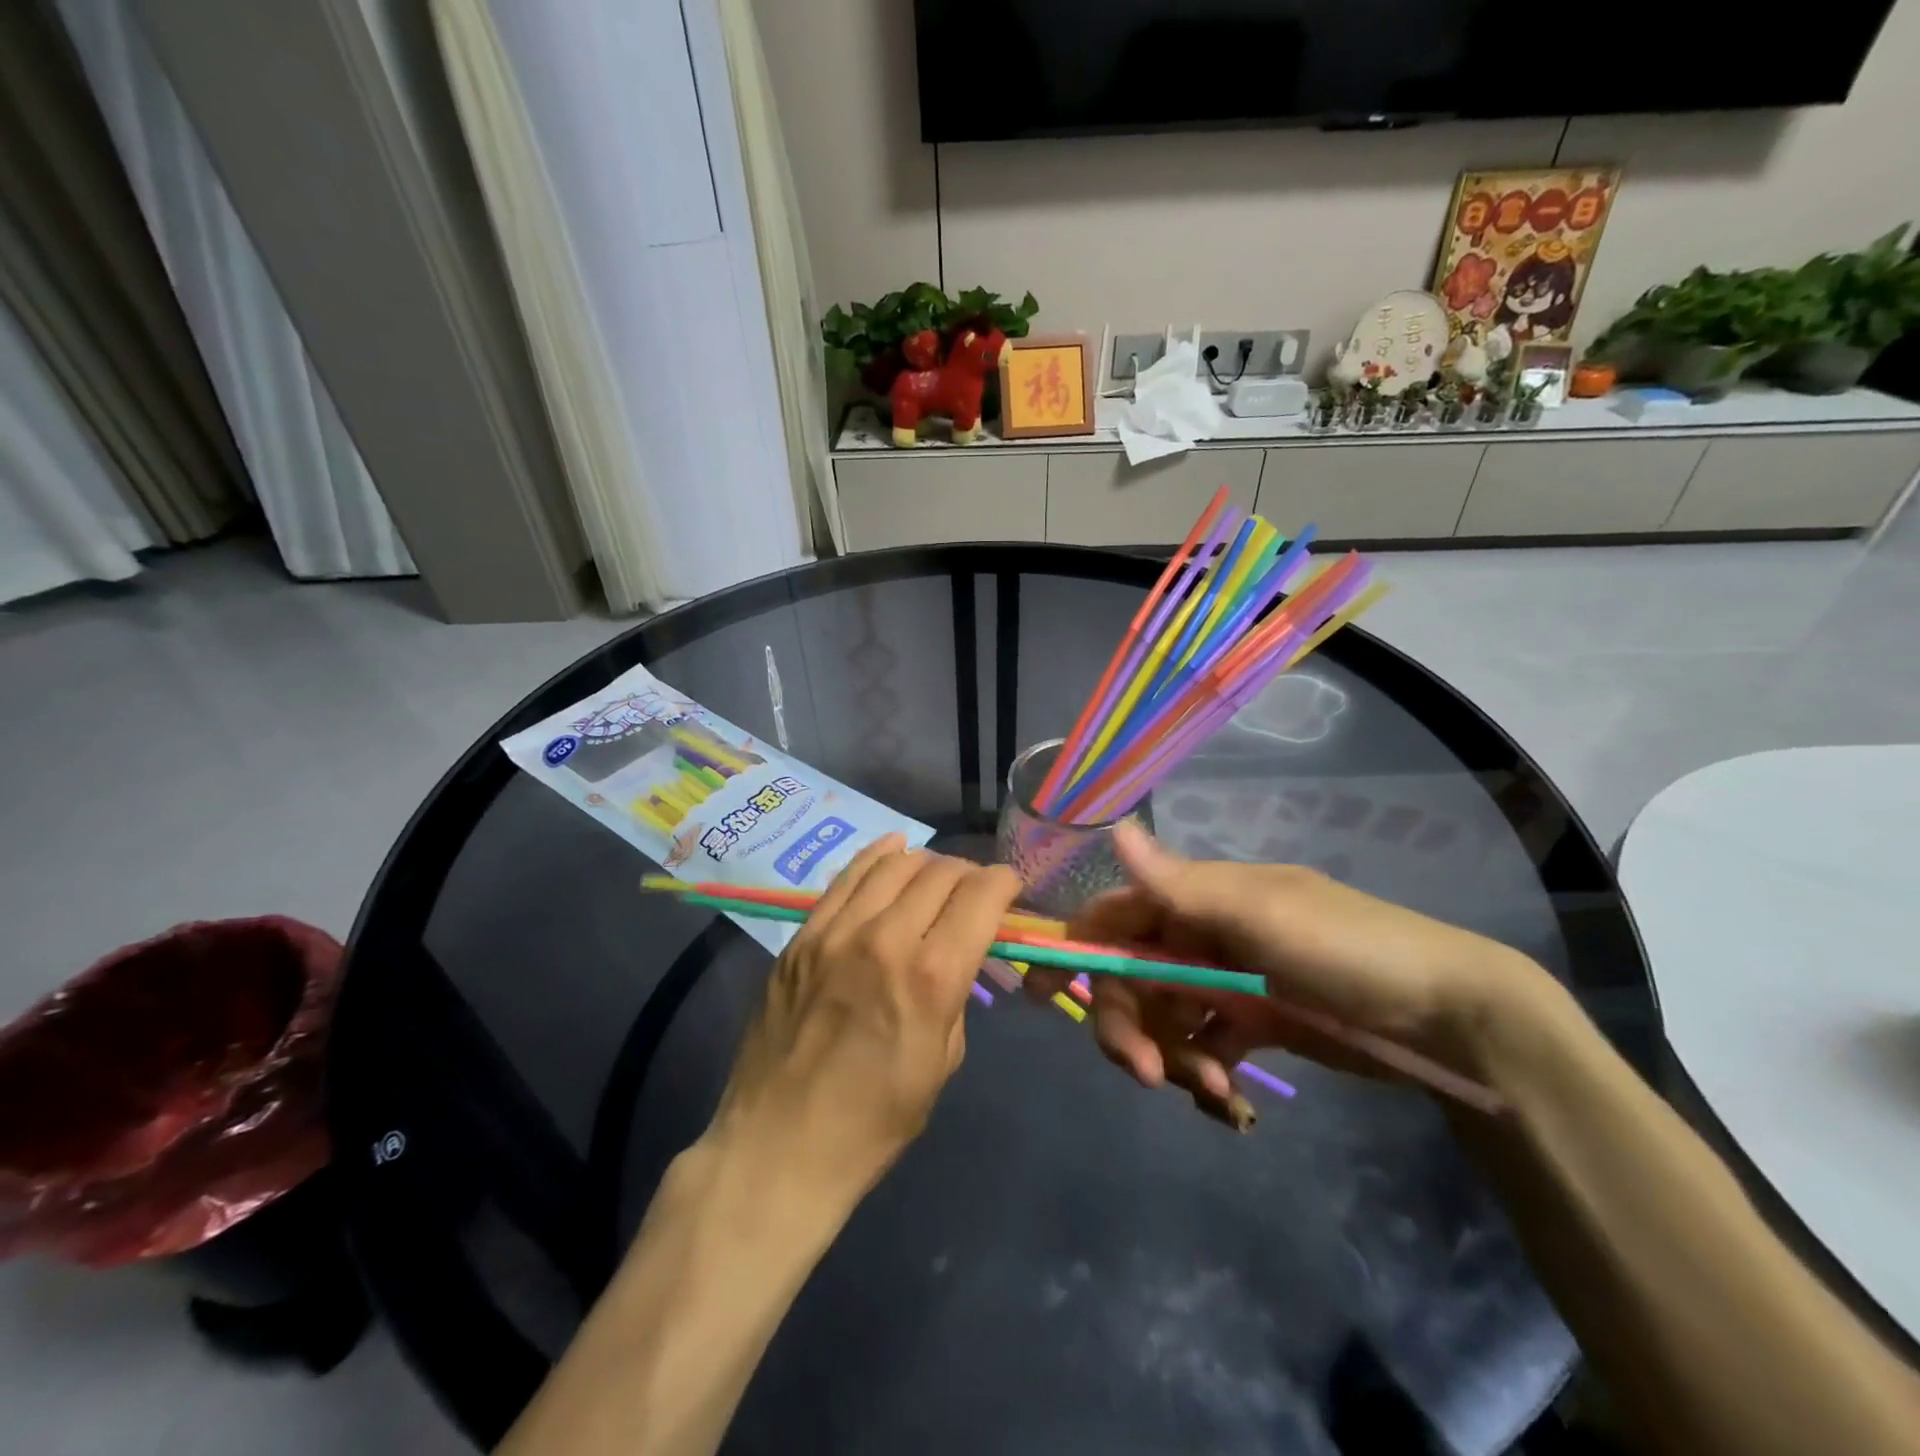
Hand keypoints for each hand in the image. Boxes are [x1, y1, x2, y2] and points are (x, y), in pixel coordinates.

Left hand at [706, 835, 1022, 1205]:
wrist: (779, 1147)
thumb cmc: (874, 1122)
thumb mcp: (942, 1062)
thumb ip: (956, 994)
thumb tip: (960, 954)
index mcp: (931, 977)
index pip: (979, 896)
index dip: (1004, 883)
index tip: (1011, 888)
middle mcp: (885, 938)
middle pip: (940, 873)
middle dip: (969, 873)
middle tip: (975, 890)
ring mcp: (835, 932)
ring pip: (893, 864)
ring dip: (927, 861)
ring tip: (937, 874)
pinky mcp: (802, 936)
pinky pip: (846, 877)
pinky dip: (878, 856)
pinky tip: (894, 850)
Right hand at [1026, 822, 1546, 1122]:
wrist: (1447, 1016)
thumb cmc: (1347, 949)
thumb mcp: (1262, 913)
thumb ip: (1180, 884)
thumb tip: (1114, 829)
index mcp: (1197, 898)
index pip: (1114, 914)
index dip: (1074, 946)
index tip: (1038, 993)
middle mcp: (1200, 934)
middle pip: (1129, 976)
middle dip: (1125, 1021)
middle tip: (1143, 1071)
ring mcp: (1224, 980)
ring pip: (1161, 1017)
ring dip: (1169, 1053)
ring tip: (1211, 1086)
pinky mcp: (1250, 1022)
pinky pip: (1201, 1046)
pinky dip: (1202, 1070)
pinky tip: (1228, 1097)